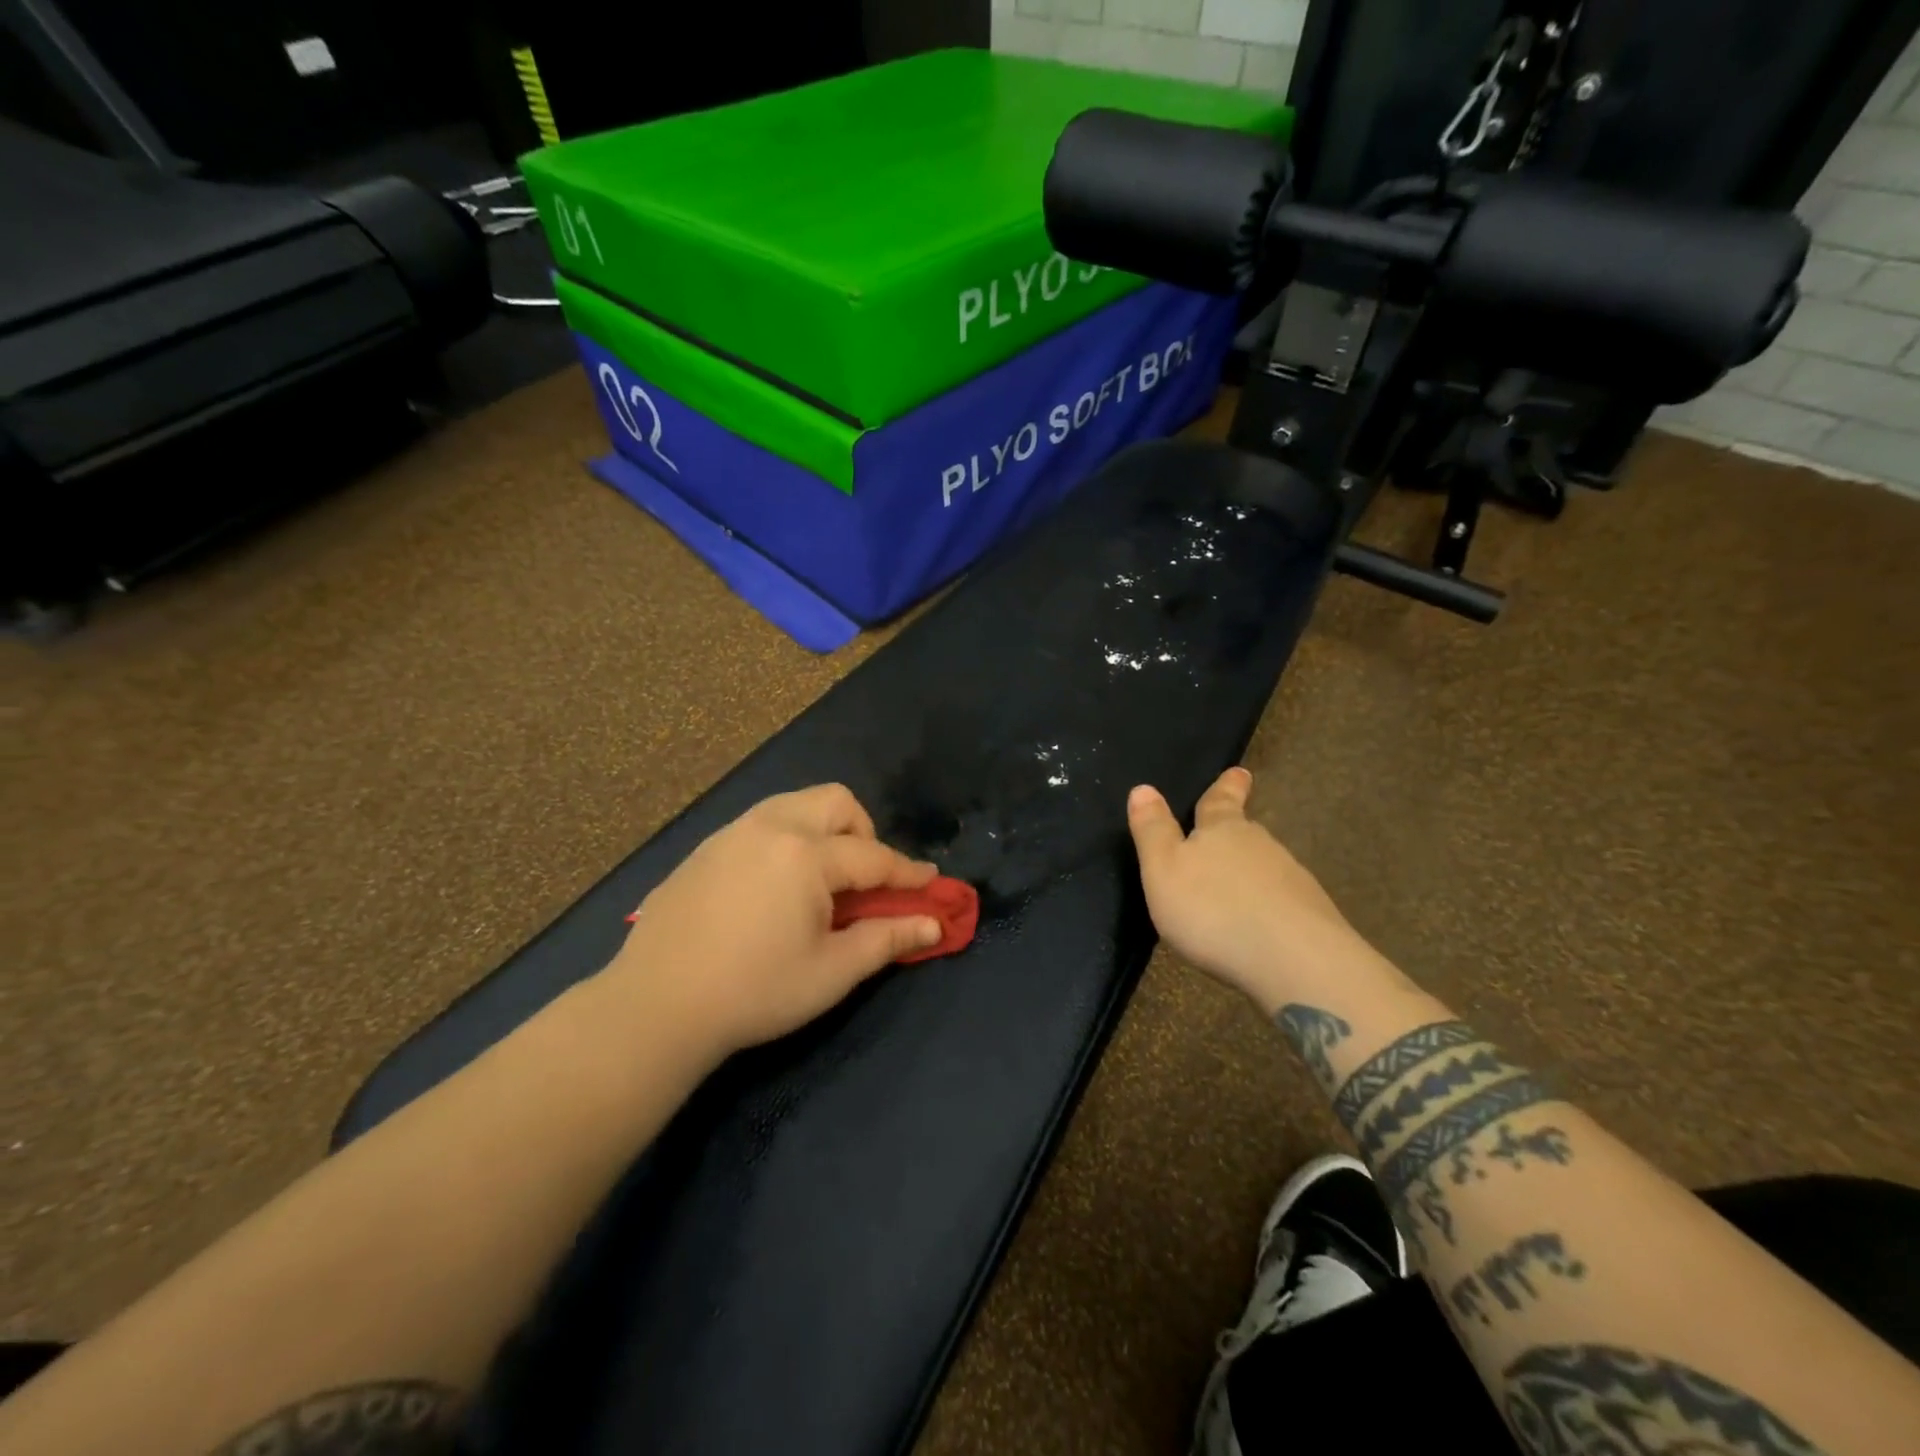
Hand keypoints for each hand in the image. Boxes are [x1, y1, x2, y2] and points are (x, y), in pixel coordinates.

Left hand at [603, 785, 942, 1061]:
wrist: (655, 1005)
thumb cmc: (755, 991)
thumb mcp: (831, 972)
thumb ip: (887, 939)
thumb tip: (933, 923)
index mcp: (806, 855)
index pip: (873, 856)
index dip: (907, 872)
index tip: (931, 882)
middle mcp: (771, 827)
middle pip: (835, 801)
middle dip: (863, 832)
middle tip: (862, 879)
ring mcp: (732, 833)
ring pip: (795, 804)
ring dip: (822, 829)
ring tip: (820, 878)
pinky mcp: (704, 848)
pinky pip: (760, 823)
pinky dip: (785, 839)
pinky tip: (772, 886)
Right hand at [1127, 768, 1375, 1011]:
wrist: (1296, 961)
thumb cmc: (1214, 910)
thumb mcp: (1164, 870)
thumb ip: (1152, 831)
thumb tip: (1143, 787)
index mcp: (1222, 830)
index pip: (1221, 800)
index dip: (1226, 786)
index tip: (1240, 772)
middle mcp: (1261, 846)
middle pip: (1246, 833)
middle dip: (1236, 833)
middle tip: (1227, 833)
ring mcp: (1292, 881)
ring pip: (1266, 868)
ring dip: (1250, 874)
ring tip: (1234, 891)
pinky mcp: (1312, 917)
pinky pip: (1283, 903)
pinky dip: (1268, 908)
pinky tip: (1259, 927)